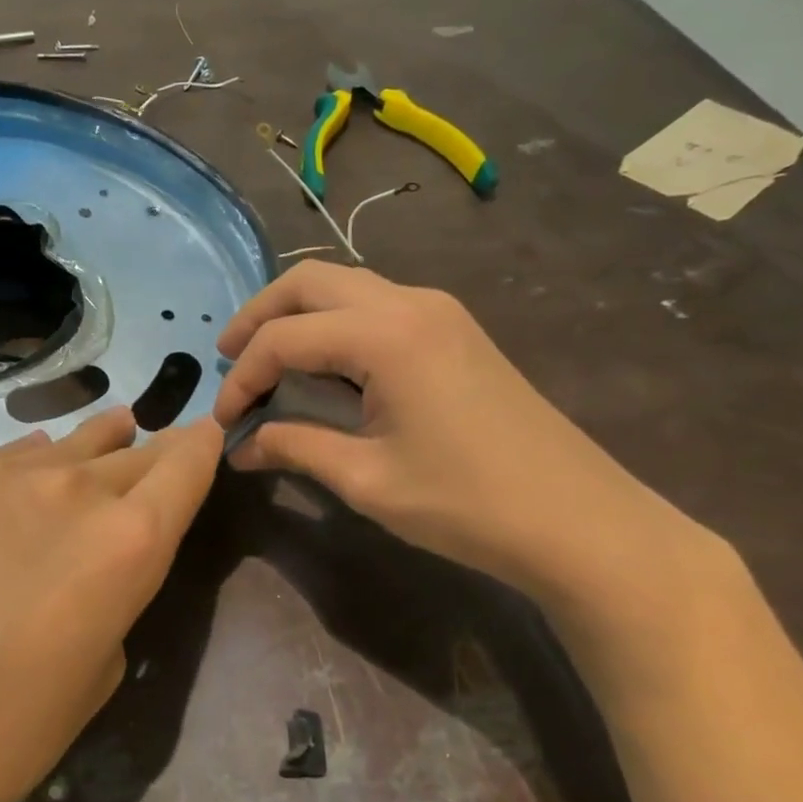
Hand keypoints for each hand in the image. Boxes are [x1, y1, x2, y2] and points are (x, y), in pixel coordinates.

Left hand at [0, 408, 222, 801]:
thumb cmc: (7, 735)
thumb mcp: (102, 667)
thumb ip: (116, 587)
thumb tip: (101, 540)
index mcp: (128, 540)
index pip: (187, 461)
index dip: (200, 447)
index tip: (202, 437)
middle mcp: (70, 487)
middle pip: (129, 449)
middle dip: (144, 455)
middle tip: (144, 458)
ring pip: (60, 445)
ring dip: (82, 452)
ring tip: (89, 450)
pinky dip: (7, 478)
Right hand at [213, 262, 713, 612]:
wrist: (578, 520)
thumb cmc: (466, 503)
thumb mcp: (366, 479)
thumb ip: (293, 448)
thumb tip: (239, 448)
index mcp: (386, 335)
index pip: (285, 338)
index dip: (242, 377)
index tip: (224, 422)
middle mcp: (409, 303)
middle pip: (310, 281)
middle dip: (258, 316)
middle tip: (228, 359)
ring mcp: (437, 310)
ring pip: (343, 285)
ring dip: (296, 314)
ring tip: (265, 360)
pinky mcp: (452, 328)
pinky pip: (373, 304)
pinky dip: (332, 323)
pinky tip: (321, 366)